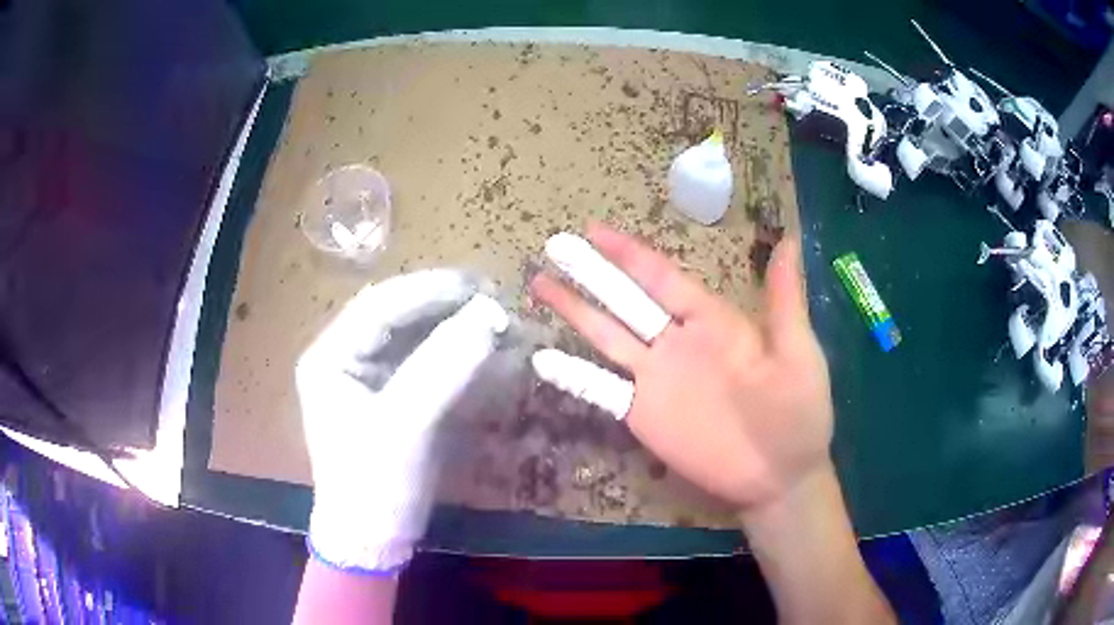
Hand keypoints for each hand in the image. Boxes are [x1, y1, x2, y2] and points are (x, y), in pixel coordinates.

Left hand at [296, 270, 507, 572]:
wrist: (373, 539)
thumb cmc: (373, 485)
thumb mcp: (404, 427)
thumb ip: (442, 368)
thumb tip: (490, 314)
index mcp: (331, 356)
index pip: (380, 306)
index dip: (430, 290)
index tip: (481, 286)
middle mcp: (347, 357)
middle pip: (400, 315)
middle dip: (447, 306)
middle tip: (496, 298)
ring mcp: (372, 377)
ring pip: (418, 336)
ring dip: (458, 327)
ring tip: (500, 321)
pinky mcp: (396, 397)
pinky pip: (430, 363)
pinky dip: (461, 357)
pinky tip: (491, 353)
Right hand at [529, 224, 832, 511]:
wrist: (780, 477)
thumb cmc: (797, 412)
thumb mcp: (796, 351)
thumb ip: (783, 299)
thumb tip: (786, 238)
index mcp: (712, 323)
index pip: (662, 278)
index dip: (629, 253)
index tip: (595, 230)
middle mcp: (676, 344)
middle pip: (625, 301)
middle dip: (590, 273)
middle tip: (555, 246)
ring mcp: (655, 381)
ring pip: (606, 338)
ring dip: (574, 313)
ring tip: (539, 285)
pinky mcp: (642, 416)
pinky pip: (601, 391)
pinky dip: (573, 375)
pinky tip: (542, 359)